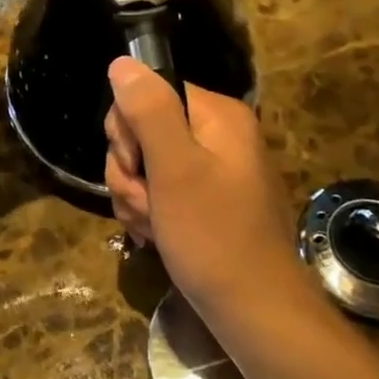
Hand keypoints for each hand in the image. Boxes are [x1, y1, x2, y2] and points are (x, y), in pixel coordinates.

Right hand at [105, 59, 310, 322]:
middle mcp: (217, 134)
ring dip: (137, 197)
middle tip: (148, 204)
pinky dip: (150, 213)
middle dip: (130, 170)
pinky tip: (157, 237)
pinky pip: (160, 190)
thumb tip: (123, 62)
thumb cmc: (214, 238)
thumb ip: (148, 111)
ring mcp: (212, 169)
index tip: (138, 167)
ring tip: (154, 228)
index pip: (149, 92)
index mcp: (217, 116)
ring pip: (145, 164)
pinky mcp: (205, 200)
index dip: (129, 129)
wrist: (256, 315)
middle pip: (143, 129)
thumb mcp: (174, 170)